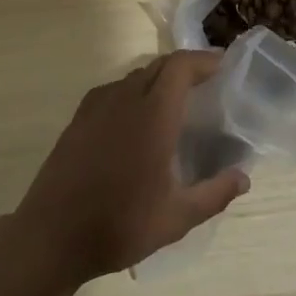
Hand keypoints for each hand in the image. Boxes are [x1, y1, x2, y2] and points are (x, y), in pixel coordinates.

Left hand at [13, 51, 250, 285]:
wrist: (52, 235)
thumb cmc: (119, 225)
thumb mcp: (175, 219)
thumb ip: (213, 194)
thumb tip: (244, 178)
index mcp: (153, 115)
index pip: (180, 66)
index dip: (203, 60)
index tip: (223, 66)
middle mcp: (125, 98)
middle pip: (160, 65)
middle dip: (185, 67)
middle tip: (206, 83)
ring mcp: (98, 105)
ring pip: (136, 75)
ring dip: (160, 78)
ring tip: (176, 101)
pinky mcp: (80, 117)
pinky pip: (114, 89)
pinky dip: (134, 90)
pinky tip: (137, 118)